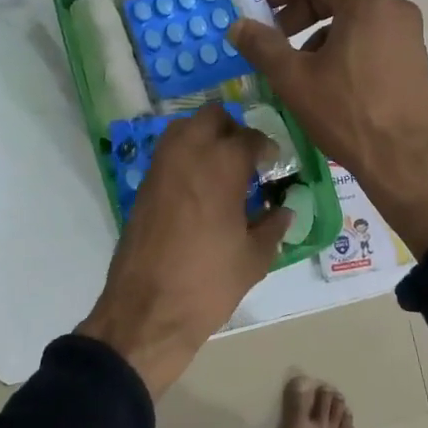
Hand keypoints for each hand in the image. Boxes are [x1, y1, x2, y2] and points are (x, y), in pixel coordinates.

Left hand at [77, 105, 289, 397]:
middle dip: (233, 130)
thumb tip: (284, 211)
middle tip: (247, 158)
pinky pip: (168, 153)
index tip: (273, 164)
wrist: (147, 311)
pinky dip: (185, 157)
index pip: (250, 138)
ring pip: (184, 128)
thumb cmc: (209, 283)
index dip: (266, 148)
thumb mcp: (254, 258)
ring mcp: (161, 167)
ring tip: (222, 169)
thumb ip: (273, 226)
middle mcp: (188, 153)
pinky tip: (200, 188)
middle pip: (212, 116)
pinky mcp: (144, 186)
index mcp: (222, 165)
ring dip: (205, 137)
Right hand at [229, 0, 427, 256]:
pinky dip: (344, 45)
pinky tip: (327, 78)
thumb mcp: (294, 78)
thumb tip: (238, 25)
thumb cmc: (345, 112)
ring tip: (297, 63)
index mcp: (367, 3)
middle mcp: (394, 8)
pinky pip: (372, 37)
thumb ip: (262, 45)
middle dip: (301, 11)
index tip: (260, 6)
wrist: (401, 160)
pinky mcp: (414, 58)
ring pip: (355, 17)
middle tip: (274, 36)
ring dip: (320, 31)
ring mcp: (409, 34)